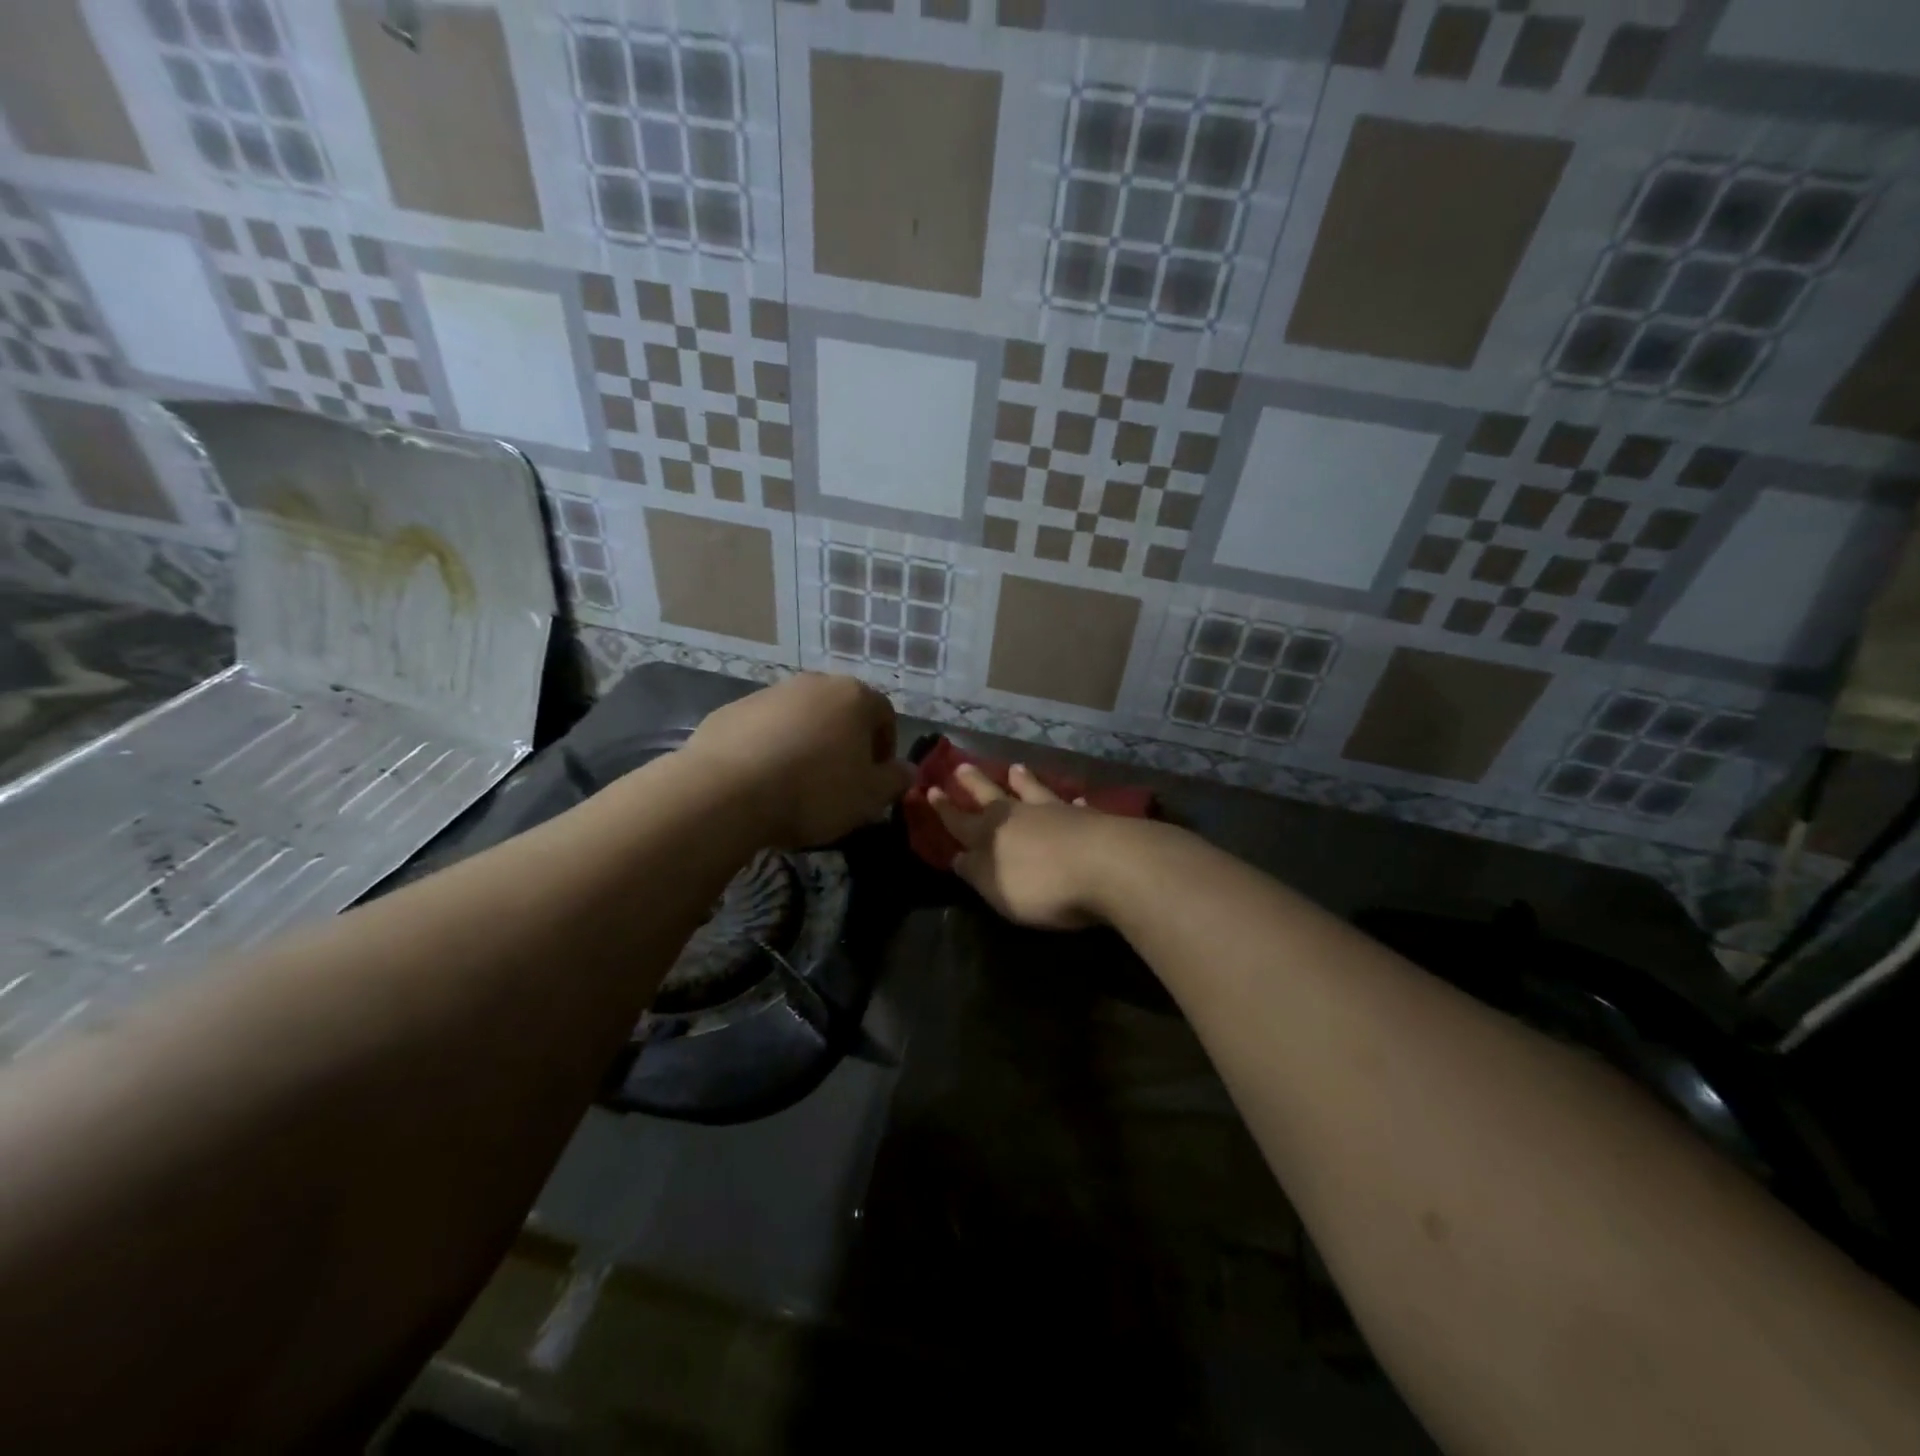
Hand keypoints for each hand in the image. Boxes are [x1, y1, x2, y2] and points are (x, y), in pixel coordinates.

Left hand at [684, 673, 912, 847]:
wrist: (728, 792)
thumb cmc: (814, 791)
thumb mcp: (869, 796)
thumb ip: (895, 780)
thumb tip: (908, 770)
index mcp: (854, 697)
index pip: (885, 714)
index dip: (884, 748)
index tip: (875, 778)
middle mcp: (814, 684)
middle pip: (841, 711)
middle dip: (845, 742)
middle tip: (839, 781)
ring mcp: (769, 693)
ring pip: (801, 718)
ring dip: (807, 743)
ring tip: (797, 783)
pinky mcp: (731, 711)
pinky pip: (764, 729)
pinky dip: (770, 748)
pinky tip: (763, 780)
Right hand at [927, 763, 1116, 929]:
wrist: (1106, 865)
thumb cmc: (1042, 885)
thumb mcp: (996, 888)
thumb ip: (976, 872)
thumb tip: (957, 856)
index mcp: (990, 834)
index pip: (960, 821)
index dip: (944, 809)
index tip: (930, 790)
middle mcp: (1019, 816)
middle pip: (991, 796)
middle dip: (975, 784)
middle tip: (961, 766)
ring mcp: (1056, 812)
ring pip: (1032, 791)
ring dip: (1022, 781)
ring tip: (1015, 767)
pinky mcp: (1089, 819)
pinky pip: (1074, 806)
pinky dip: (1071, 802)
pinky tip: (1076, 798)